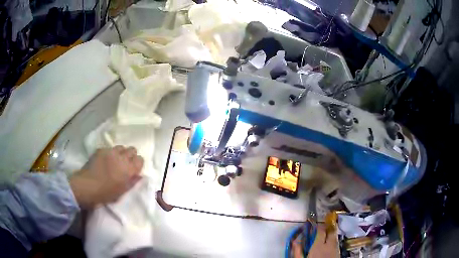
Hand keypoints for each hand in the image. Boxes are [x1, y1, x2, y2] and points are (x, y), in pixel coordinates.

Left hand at [70, 146, 143, 208]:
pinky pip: (110, 148)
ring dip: (121, 153)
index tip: (134, 170)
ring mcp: (110, 151)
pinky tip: (105, 161)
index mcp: (128, 169)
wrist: (86, 186)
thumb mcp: (122, 191)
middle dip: (131, 156)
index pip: (140, 159)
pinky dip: (110, 153)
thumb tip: (139, 175)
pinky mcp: (101, 149)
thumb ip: (132, 182)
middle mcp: (121, 157)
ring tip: (115, 161)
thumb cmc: (106, 193)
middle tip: (125, 165)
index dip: (138, 164)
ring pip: (121, 147)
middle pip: (132, 149)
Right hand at [292, 224, 338, 257]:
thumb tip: (295, 241)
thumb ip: (298, 250)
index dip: (319, 226)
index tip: (315, 226)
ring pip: (335, 237)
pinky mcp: (339, 253)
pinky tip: (329, 246)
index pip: (321, 230)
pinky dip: (333, 242)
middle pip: (332, 231)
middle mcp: (329, 244)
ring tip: (326, 236)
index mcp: (318, 245)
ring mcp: (336, 248)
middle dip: (328, 228)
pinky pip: (336, 244)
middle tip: (323, 229)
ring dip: (331, 235)